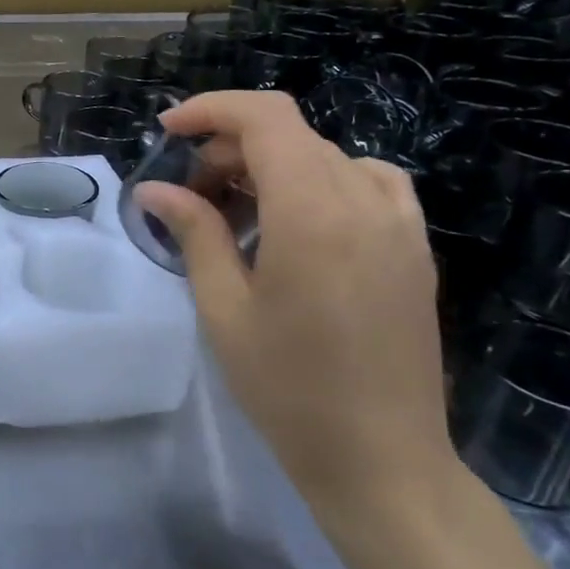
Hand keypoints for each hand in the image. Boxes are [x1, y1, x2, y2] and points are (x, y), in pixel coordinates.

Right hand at [136, 91, 454, 513]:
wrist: (381, 459)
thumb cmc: (288, 388)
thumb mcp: (224, 308)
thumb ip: (194, 233)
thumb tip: (155, 189)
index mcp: (312, 212)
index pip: (264, 118)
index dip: (211, 109)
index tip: (168, 130)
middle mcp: (363, 201)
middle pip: (290, 134)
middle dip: (230, 148)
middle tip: (190, 195)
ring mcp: (399, 222)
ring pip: (325, 156)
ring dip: (271, 165)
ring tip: (237, 212)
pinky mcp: (414, 247)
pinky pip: (368, 182)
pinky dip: (322, 180)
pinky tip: (301, 219)